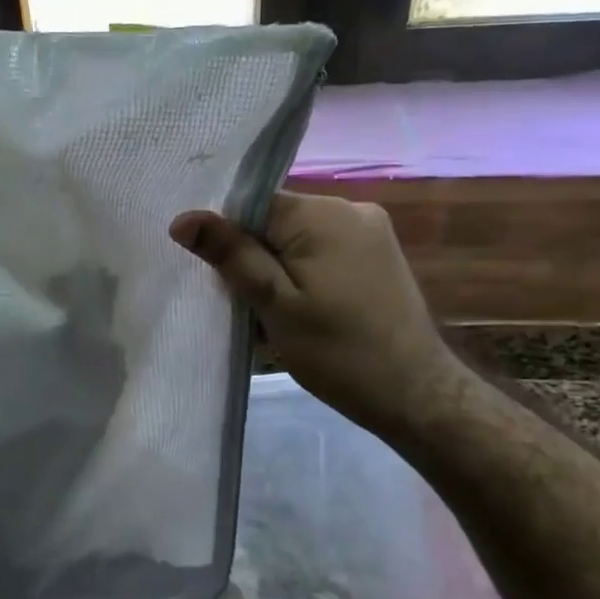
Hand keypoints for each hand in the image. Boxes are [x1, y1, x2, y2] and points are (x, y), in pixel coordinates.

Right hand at [170, 191, 464, 434]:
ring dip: (279, 269)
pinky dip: (305, 274)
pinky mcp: (379, 254)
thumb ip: (231, 255)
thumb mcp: (274, 304)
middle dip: (255, 257)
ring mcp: (371, 230)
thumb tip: (183, 218)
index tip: (222, 280)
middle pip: (276, 220)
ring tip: (276, 315)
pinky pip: (324, 250)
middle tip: (248, 306)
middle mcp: (350, 208)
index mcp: (322, 213)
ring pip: (299, 238)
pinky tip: (306, 310)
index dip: (230, 239)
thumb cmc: (338, 352)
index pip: (253, 204)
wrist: (416, 394)